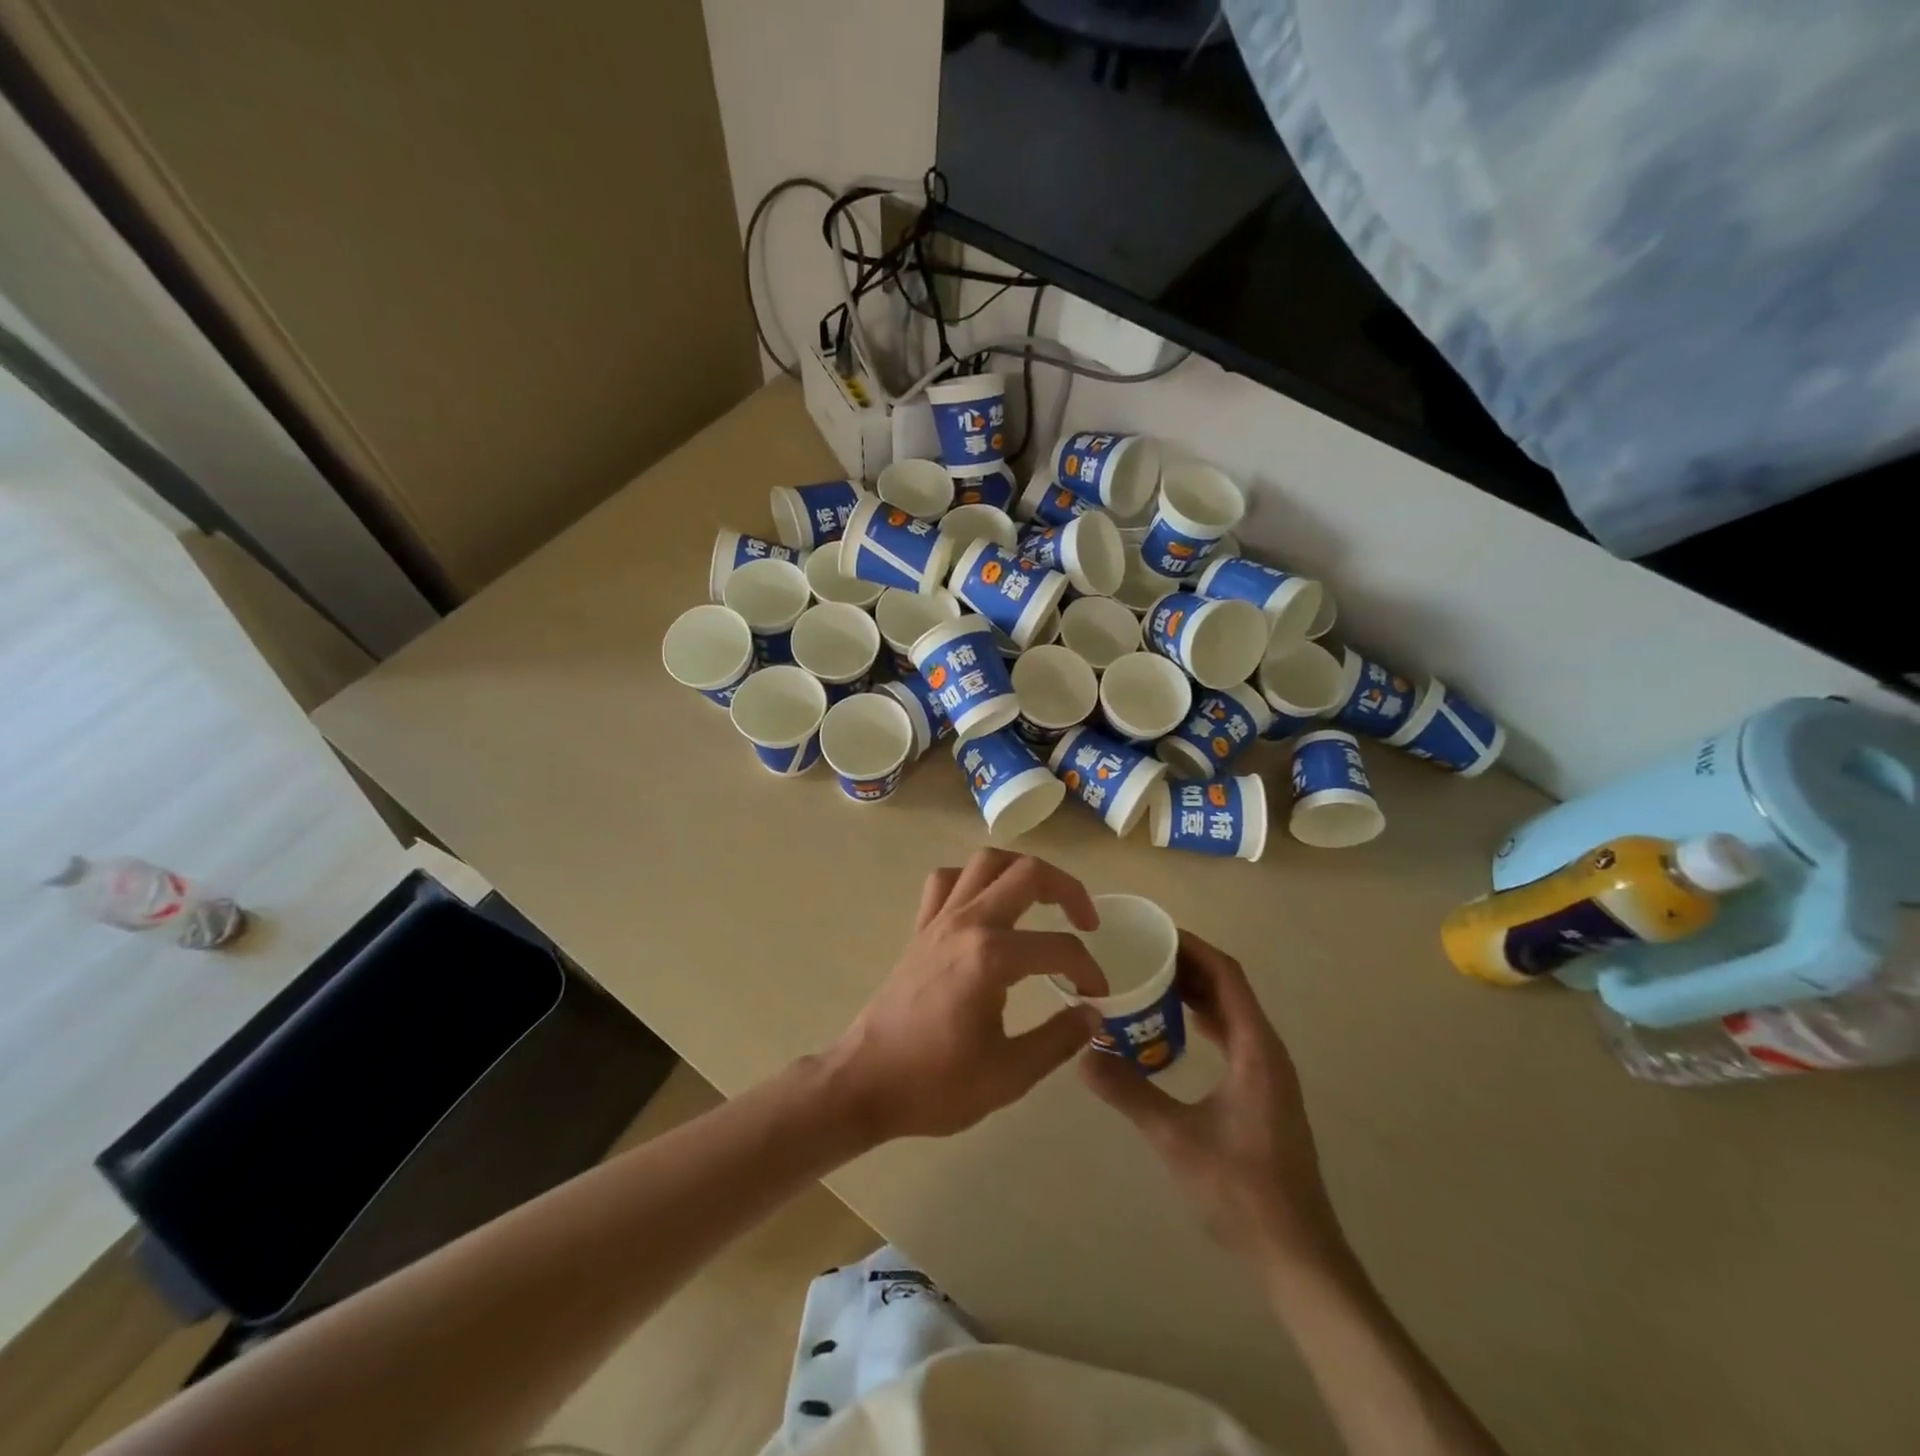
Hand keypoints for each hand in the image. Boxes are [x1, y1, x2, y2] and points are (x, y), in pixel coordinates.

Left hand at [823, 851, 1107, 1142]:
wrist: (865, 1082)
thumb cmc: (935, 1084)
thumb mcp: (1009, 1075)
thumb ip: (1059, 1039)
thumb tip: (1094, 1015)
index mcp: (992, 957)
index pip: (1059, 947)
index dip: (1088, 970)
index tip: (1096, 997)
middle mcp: (967, 923)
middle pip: (1027, 873)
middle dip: (1068, 890)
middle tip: (1087, 922)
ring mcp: (939, 920)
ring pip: (986, 862)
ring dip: (1021, 871)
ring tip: (1042, 899)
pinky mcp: (921, 928)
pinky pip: (947, 880)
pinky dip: (973, 880)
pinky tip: (987, 905)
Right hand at [1080, 931, 1345, 1269]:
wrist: (1298, 1255)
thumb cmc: (1242, 1191)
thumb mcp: (1177, 1138)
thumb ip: (1129, 1092)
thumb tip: (1081, 1054)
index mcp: (1256, 1049)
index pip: (1227, 976)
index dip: (1193, 948)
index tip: (1153, 932)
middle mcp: (1267, 1051)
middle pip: (1229, 988)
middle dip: (1187, 966)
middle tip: (1139, 954)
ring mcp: (1268, 1074)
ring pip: (1230, 1014)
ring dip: (1195, 993)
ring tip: (1148, 982)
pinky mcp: (1262, 1094)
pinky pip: (1230, 1038)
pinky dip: (1202, 1021)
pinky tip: (1170, 1032)